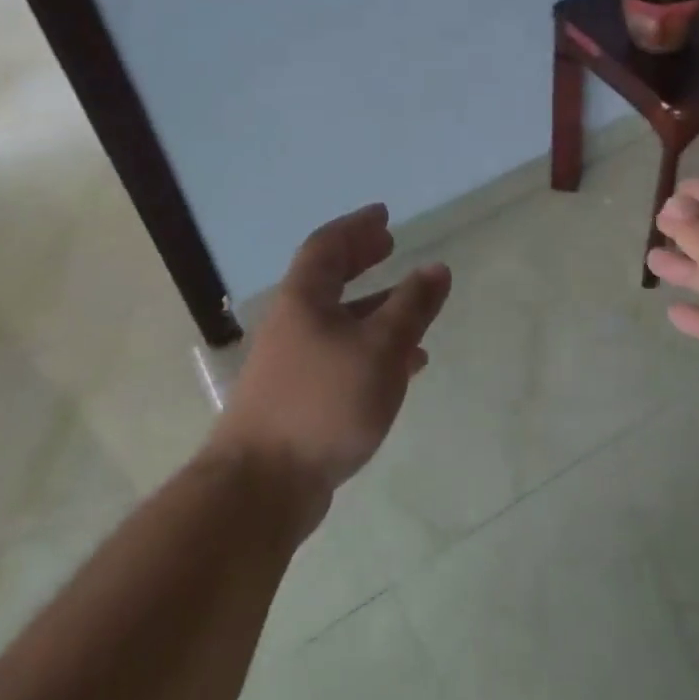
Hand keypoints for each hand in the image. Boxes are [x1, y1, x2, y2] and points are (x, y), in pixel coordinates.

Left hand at [210, 204, 452, 520]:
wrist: (262, 484)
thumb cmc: (324, 402)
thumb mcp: (380, 349)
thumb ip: (411, 307)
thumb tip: (436, 268)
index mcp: (304, 299)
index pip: (328, 245)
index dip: (357, 226)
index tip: (384, 215)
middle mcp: (294, 323)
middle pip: (329, 278)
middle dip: (361, 259)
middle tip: (390, 246)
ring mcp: (294, 362)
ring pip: (340, 320)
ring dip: (375, 308)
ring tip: (413, 307)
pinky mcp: (301, 396)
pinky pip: (343, 356)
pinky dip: (373, 349)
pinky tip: (405, 366)